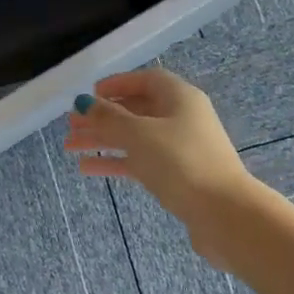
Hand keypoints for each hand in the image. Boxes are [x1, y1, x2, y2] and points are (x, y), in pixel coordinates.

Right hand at [63, 69, 252, 256]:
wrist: (223, 213)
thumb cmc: (180, 161)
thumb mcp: (138, 134)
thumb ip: (108, 117)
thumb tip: (84, 102)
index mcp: (179, 98)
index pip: (146, 80)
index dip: (117, 84)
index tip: (90, 94)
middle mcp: (181, 119)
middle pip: (136, 110)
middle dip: (102, 117)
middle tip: (70, 124)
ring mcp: (180, 149)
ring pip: (134, 138)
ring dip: (102, 140)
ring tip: (70, 147)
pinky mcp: (177, 176)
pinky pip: (140, 161)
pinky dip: (115, 161)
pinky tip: (87, 168)